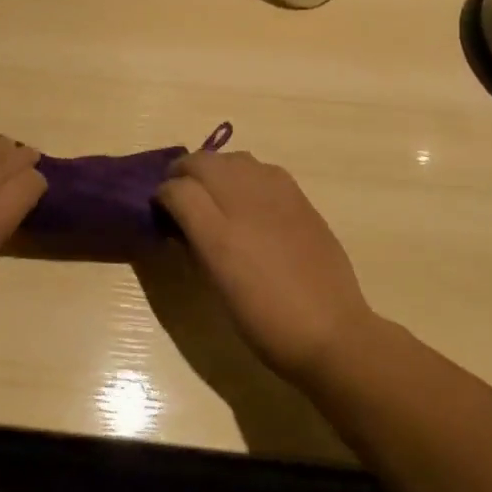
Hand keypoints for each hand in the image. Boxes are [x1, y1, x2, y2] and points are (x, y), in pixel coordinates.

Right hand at [155, 149, 374, 385]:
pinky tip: (247, 196)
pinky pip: (261, 168)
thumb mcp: (217, 287)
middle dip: (183, 173)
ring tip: (212, 191)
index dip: (162, 195)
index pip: (176, 189)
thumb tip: (181, 222)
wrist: (331, 332)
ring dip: (214, 168)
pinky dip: (244, 174)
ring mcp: (275, 195)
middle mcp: (244, 203)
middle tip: (179, 194)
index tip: (160, 209)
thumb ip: (195, 245)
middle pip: (201, 162)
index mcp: (218, 234)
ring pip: (231, 158)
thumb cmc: (265, 322)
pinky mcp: (299, 196)